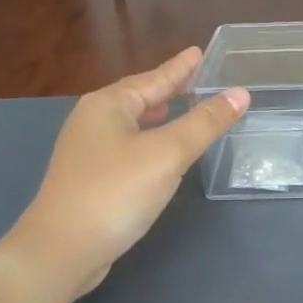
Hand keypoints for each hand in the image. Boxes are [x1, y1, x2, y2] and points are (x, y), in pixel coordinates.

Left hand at [9, 49, 248, 296]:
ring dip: (159, 114)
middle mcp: (94, 120)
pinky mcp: (90, 178)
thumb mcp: (168, 154)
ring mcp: (88, 150)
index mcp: (108, 105)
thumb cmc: (115, 192)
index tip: (200, 52)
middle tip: (199, 79)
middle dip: (169, 88)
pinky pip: (128, 144)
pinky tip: (161, 151)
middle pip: (140, 96)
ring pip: (133, 122)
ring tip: (182, 107)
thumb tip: (240, 94)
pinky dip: (149, 138)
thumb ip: (205, 123)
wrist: (62, 250)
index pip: (154, 78)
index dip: (180, 67)